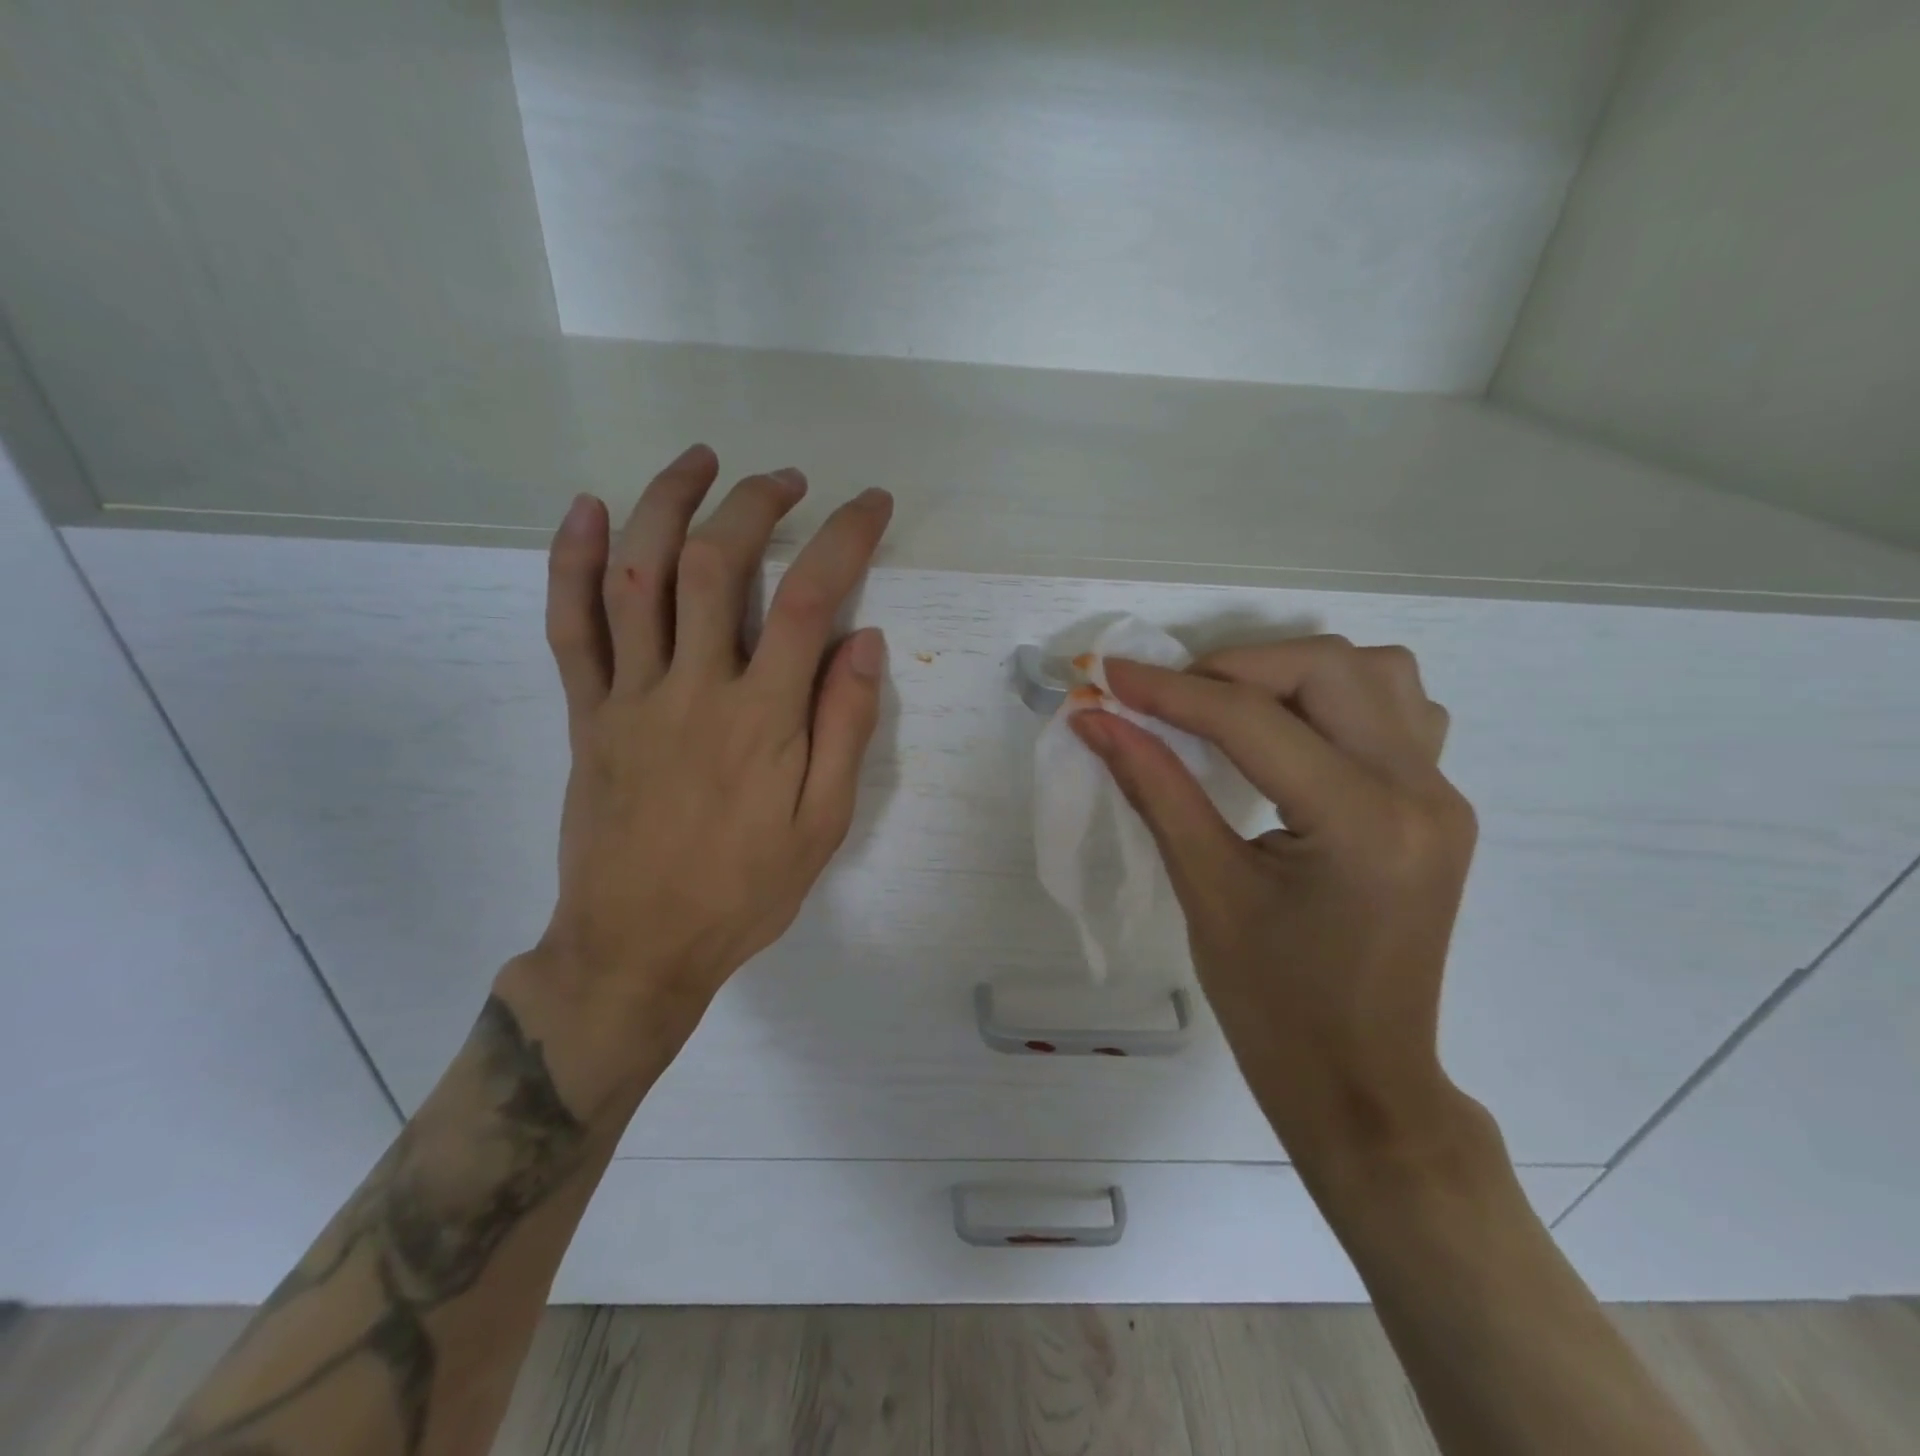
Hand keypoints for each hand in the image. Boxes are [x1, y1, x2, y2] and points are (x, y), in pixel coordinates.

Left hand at [499, 444, 892, 1116]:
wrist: (638, 946)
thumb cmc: (744, 890)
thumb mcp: (824, 825)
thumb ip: (844, 729)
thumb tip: (863, 641)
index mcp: (762, 719)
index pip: (809, 601)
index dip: (844, 539)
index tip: (870, 503)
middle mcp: (693, 689)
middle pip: (717, 565)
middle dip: (756, 505)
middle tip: (787, 480)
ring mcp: (629, 695)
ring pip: (639, 576)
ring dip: (668, 503)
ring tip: (700, 460)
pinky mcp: (585, 712)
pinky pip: (570, 625)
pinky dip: (574, 560)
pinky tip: (589, 509)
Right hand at [1070, 637, 1480, 1173]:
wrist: (1361, 1081)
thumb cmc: (1274, 1005)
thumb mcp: (1205, 890)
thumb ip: (1153, 787)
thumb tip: (1096, 720)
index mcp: (1362, 823)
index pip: (1252, 721)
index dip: (1170, 690)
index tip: (1108, 675)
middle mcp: (1420, 792)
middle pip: (1328, 668)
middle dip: (1233, 668)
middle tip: (1168, 698)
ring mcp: (1442, 796)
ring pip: (1377, 673)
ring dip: (1293, 673)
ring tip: (1230, 709)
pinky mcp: (1438, 807)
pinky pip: (1399, 711)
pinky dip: (1339, 698)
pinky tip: (1294, 734)